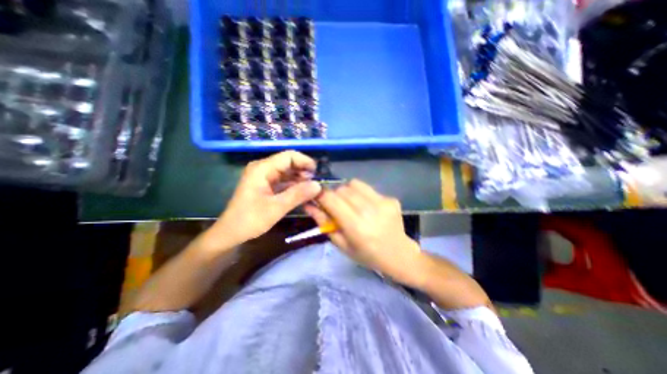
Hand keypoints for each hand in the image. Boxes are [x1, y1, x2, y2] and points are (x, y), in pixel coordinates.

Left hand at [207, 150, 322, 247]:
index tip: (317, 173)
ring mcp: (263, 176)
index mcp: (262, 169)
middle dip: (303, 171)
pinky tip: (302, 192)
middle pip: (288, 163)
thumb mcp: (277, 208)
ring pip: (287, 172)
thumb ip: (298, 194)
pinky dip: (293, 185)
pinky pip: (283, 180)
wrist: (231, 233)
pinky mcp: (265, 184)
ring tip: (311, 189)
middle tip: (315, 184)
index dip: (305, 161)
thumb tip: (318, 185)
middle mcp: (263, 168)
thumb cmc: (250, 220)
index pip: (288, 156)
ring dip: (300, 179)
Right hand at [304, 181, 418, 283]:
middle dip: (334, 195)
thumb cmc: (366, 255)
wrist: (399, 255)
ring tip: (351, 204)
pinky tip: (367, 207)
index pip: (331, 198)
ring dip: (347, 192)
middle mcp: (369, 210)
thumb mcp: (341, 244)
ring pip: (354, 183)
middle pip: (342, 189)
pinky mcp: (390, 198)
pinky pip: (368, 188)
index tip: (318, 198)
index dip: (321, 195)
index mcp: (355, 226)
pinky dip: (361, 194)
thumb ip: (324, 222)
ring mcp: (383, 202)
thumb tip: (308, 204)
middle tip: (337, 207)